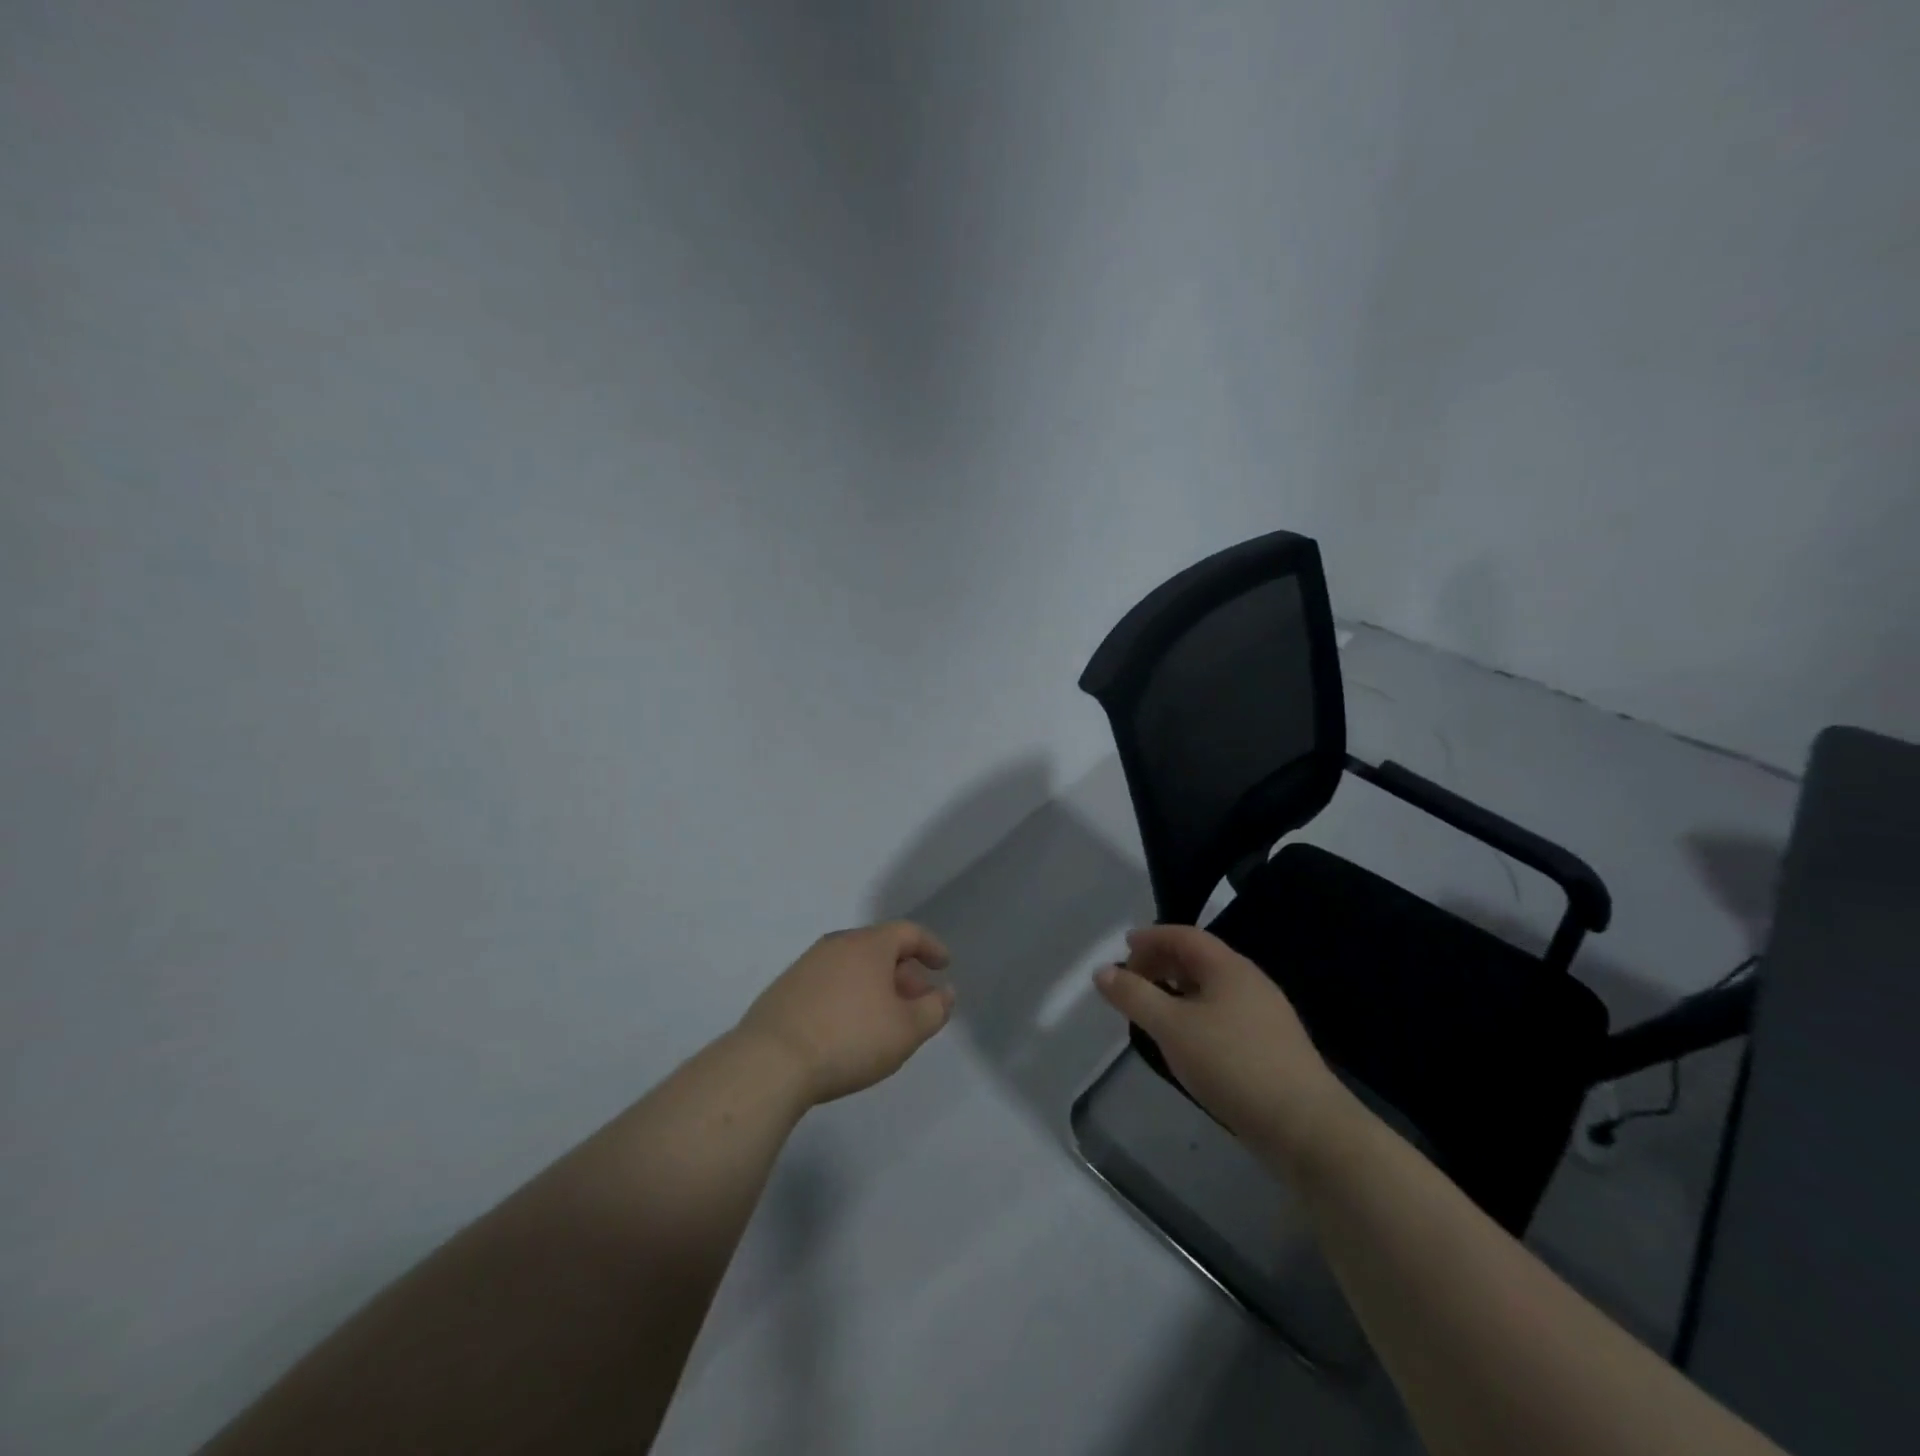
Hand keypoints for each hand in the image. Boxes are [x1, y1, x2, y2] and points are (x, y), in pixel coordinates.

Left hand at [736, 921, 955, 1106]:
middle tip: (918, 1001)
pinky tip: (849, 1027)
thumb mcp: (906, 1030)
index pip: (908, 932)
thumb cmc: (849, 1038)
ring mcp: (807, 964)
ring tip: (885, 1018)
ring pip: (853, 966)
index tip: (944, 966)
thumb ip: (934, 1009)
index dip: (931, 947)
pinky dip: (849, 995)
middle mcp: (837, 944)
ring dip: (876, 985)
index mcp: (869, 944)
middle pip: (880, 948)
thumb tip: (944, 993)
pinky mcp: (785, 988)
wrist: (771, 1061)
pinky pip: (830, 982)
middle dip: (905, 972)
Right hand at [1093, 925, 1348, 1166]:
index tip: (1124, 946)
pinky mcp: (1272, 1046)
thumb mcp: (1171, 1027)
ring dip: (1179, 990)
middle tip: (1133, 980)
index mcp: (1229, 968)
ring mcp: (1266, 1015)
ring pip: (1213, 988)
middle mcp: (1251, 982)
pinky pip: (1225, 1013)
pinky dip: (1197, 1013)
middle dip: (1163, 962)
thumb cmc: (1232, 1064)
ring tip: (1154, 1010)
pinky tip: (1188, 1041)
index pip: (1185, 936)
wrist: (1306, 1127)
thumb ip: (1134, 996)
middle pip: (1200, 959)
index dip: (1152, 937)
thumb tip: (1102, 971)